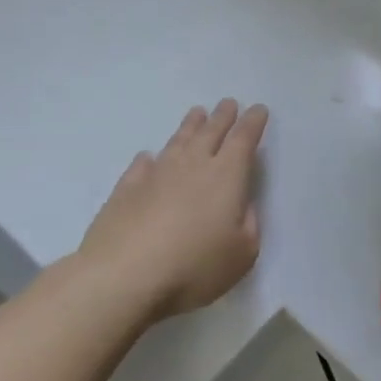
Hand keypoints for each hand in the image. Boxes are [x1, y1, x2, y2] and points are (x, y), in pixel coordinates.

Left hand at [76, 99, 268, 322]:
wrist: (122, 277)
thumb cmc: (194, 266)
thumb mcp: (242, 253)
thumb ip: (248, 224)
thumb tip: (242, 205)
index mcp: (227, 176)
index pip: (244, 140)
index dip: (253, 123)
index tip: (258, 109)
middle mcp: (192, 166)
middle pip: (210, 133)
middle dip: (223, 116)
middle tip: (228, 103)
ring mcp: (155, 176)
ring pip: (177, 141)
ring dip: (189, 126)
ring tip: (197, 113)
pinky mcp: (125, 191)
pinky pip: (141, 166)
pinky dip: (150, 158)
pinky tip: (150, 157)